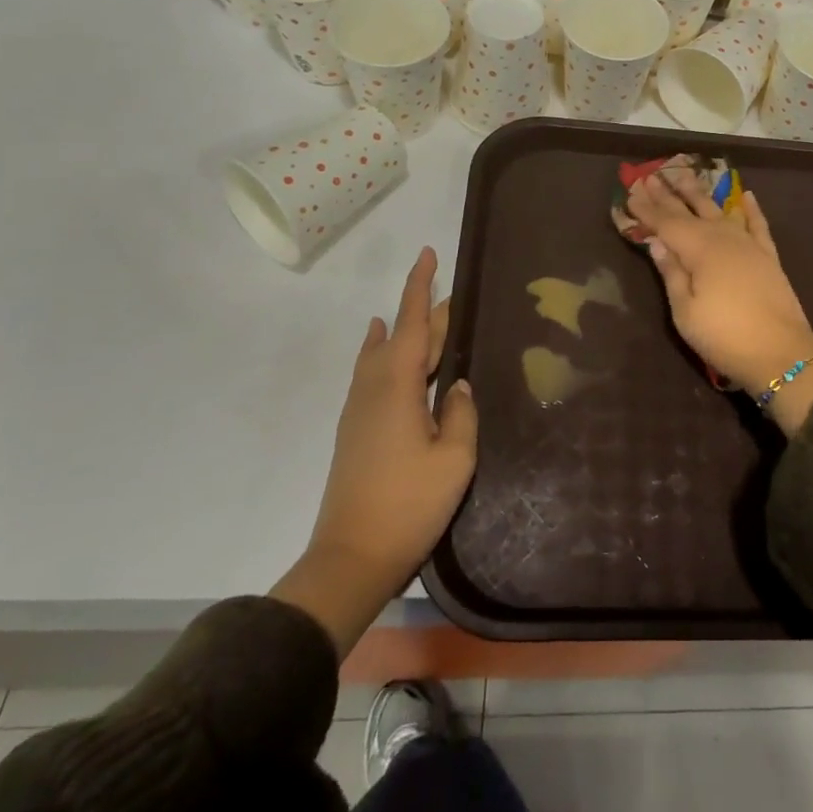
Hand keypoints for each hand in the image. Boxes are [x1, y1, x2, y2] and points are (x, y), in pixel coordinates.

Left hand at [271, 248, 477, 653]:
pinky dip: (383, 351)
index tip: (428, 254)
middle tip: (454, 296)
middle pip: (402, 335)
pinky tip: (383, 349)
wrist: (351, 557)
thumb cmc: (409, 505)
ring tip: (425, 315)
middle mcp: (374, 388)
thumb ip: (461, 414)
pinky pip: (371, 372)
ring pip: (383, 353)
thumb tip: (458, 386)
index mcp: (399, 387)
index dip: (421, 287)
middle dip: (427, 312)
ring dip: (406, 331)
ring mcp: (360, 408)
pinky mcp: (355, 429)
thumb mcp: (454, 460)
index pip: (414, 323)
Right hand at [630, 169, 812, 431]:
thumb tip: (656, 242)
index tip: (630, 192)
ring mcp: (748, 245)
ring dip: (700, 193)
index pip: (665, 223)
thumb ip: (671, 273)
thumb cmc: (724, 337)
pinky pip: (757, 224)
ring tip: (685, 173)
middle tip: (650, 176)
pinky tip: (746, 195)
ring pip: (720, 210)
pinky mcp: (768, 256)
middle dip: (668, 194)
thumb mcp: (686, 312)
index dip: (646, 209)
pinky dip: (751, 209)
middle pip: (690, 211)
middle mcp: (723, 238)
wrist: (782, 355)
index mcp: (698, 250)